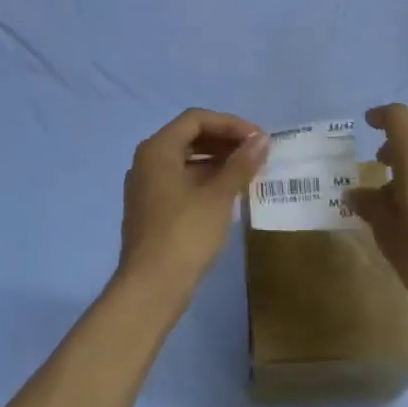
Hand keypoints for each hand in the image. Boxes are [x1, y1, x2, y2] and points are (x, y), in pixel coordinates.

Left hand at [118, 109, 267, 302]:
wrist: (152, 287)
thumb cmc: (185, 233)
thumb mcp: (219, 196)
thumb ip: (240, 164)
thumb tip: (261, 140)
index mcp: (158, 149)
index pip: (196, 119)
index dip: (230, 123)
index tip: (258, 138)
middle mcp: (147, 161)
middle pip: (189, 137)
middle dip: (224, 140)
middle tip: (256, 152)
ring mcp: (146, 186)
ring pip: (185, 160)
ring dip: (217, 160)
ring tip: (248, 171)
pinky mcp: (151, 209)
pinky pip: (180, 180)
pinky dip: (205, 179)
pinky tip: (228, 192)